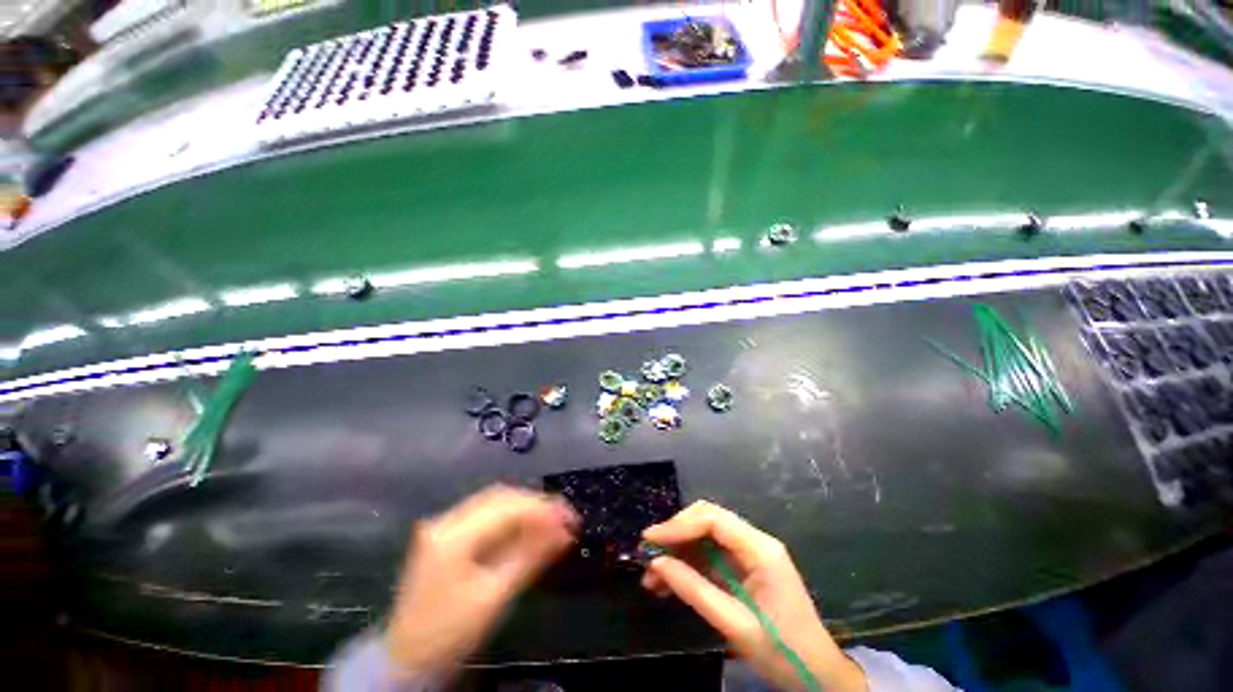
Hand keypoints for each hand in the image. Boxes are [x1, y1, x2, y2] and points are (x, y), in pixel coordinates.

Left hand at [385, 485, 577, 675]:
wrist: (407, 659)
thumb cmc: (451, 633)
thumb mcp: (496, 596)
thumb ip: (531, 556)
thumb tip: (565, 531)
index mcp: (454, 535)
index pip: (508, 507)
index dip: (543, 509)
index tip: (571, 518)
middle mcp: (447, 519)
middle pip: (501, 497)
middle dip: (536, 504)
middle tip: (565, 517)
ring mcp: (444, 524)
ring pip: (494, 502)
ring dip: (525, 508)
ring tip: (551, 521)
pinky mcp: (446, 534)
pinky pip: (486, 514)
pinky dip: (510, 518)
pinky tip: (526, 527)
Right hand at [642, 501, 865, 691]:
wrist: (818, 675)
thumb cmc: (783, 651)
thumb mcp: (735, 624)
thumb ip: (695, 590)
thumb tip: (658, 564)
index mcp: (760, 550)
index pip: (713, 520)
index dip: (678, 525)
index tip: (650, 539)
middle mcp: (754, 542)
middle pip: (707, 520)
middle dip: (675, 534)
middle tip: (648, 552)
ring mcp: (750, 554)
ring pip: (705, 537)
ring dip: (678, 551)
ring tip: (651, 575)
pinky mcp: (744, 567)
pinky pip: (710, 556)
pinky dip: (688, 565)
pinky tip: (668, 582)